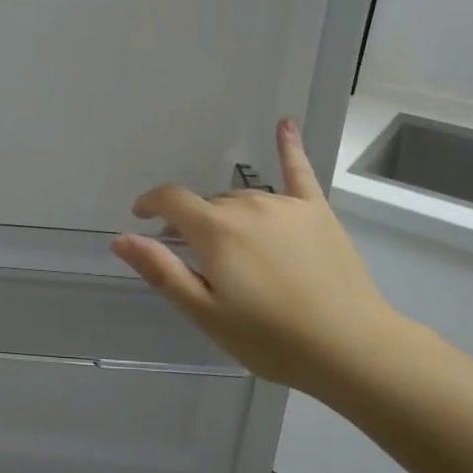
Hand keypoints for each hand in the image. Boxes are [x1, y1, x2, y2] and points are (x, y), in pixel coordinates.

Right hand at [112, 119, 417, 400]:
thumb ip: (162, 270)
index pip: (171, 200)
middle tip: (192, 257)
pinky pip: (298, 171)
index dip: (150, 204)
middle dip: (191, 222)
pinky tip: (285, 122)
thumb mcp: (205, 313)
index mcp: (216, 230)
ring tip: (228, 245)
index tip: (140, 217)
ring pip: (241, 198)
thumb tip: (120, 238)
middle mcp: (247, 206)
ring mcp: (285, 205)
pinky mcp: (316, 211)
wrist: (351, 349)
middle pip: (207, 204)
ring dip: (226, 214)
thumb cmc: (270, 339)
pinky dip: (289, 146)